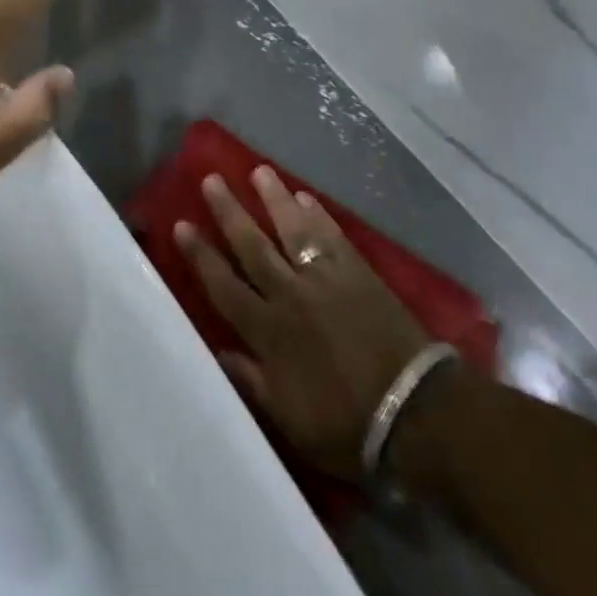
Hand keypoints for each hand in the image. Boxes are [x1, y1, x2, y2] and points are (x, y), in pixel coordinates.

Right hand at [176, 169, 429, 480]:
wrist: (414, 413)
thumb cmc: (347, 425)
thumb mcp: (289, 419)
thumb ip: (252, 380)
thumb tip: (219, 350)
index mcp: (268, 331)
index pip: (224, 284)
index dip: (201, 255)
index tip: (182, 224)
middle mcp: (290, 294)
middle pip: (252, 245)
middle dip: (229, 212)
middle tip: (211, 179)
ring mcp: (325, 278)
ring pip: (292, 229)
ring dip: (273, 199)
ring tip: (259, 171)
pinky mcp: (357, 271)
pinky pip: (331, 235)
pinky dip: (317, 215)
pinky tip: (305, 197)